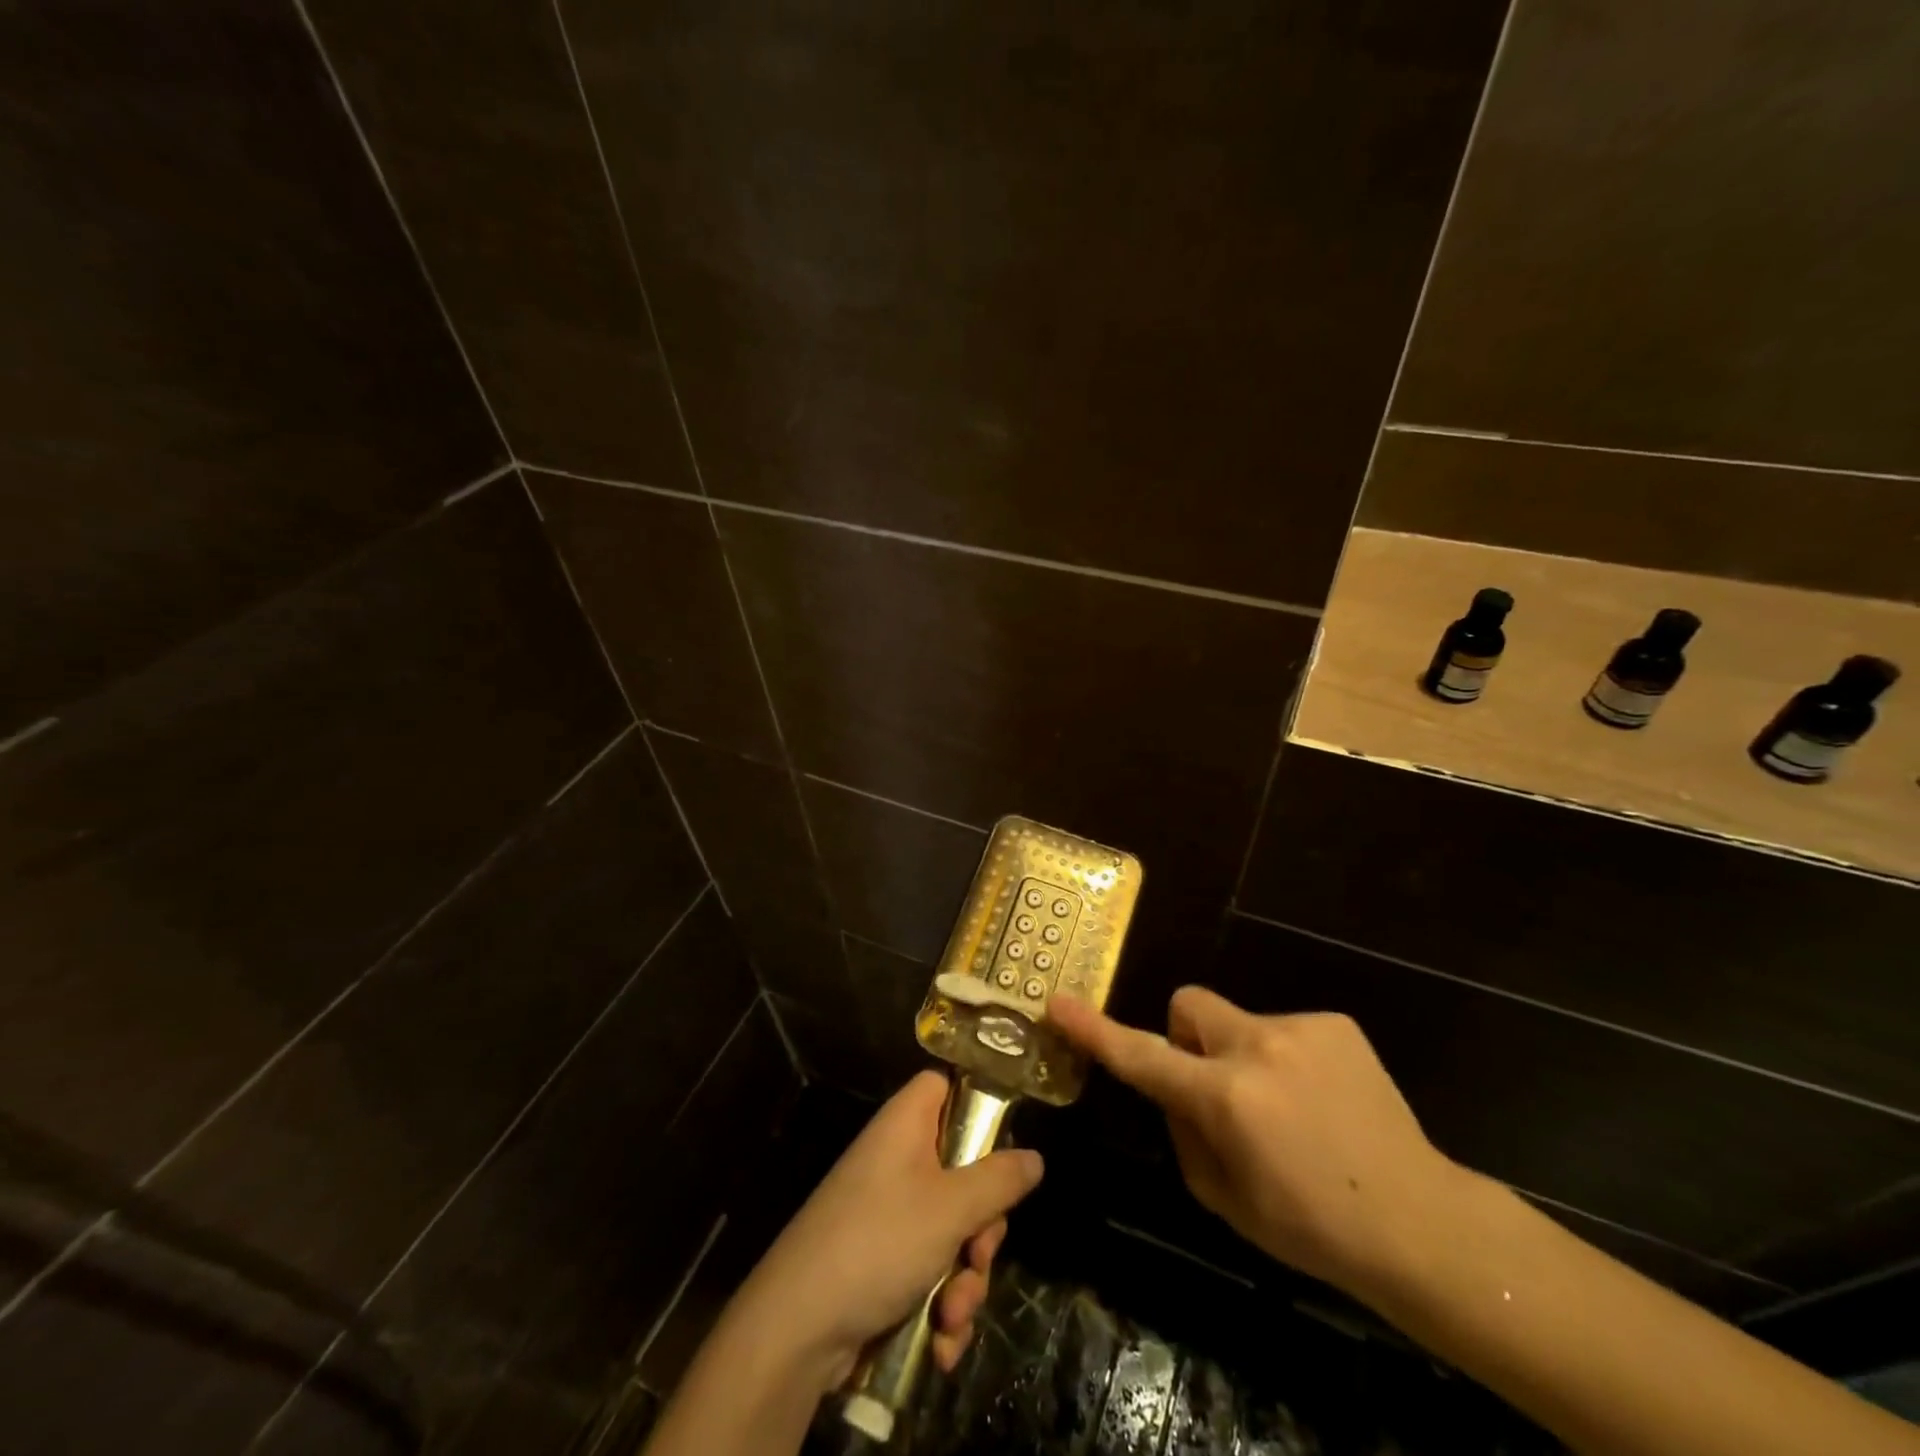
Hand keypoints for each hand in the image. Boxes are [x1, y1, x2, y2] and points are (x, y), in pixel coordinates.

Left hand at [731, 1071, 1044, 1391]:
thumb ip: (999, 1180)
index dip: (974, 1103)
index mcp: (906, 1125)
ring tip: (952, 1314)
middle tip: (979, 1252)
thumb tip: (1035, 1157)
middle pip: (962, 1169)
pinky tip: (941, 1340)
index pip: (943, 1085)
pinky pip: (931, 1268)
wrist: (798, 1328)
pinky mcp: (883, 1260)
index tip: (1002, 1143)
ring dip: (964, 1278)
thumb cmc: (879, 1242)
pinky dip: (941, 1304)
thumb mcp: (951, 1208)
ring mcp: (889, 1212)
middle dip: (982, 1226)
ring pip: (953, 1229)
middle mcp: (897, 1160)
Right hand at [1049, 987, 1458, 1296]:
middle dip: (1187, 1038)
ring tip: (1288, 1109)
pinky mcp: (1335, 1024)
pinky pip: (1282, 1029)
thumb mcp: (1223, 1197)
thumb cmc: (1310, 1227)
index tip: (1058, 1003)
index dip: (1095, 1031)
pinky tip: (1321, 1101)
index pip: (1143, 1057)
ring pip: (1238, 1021)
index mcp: (1227, 1099)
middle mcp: (1258, 1048)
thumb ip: (1182, 1131)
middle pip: (1189, 1005)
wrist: (1420, 1223)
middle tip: (1217, 1087)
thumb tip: (1173, 1088)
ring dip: (1243, 1056)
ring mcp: (1300, 1029)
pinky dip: (1285, 1058)